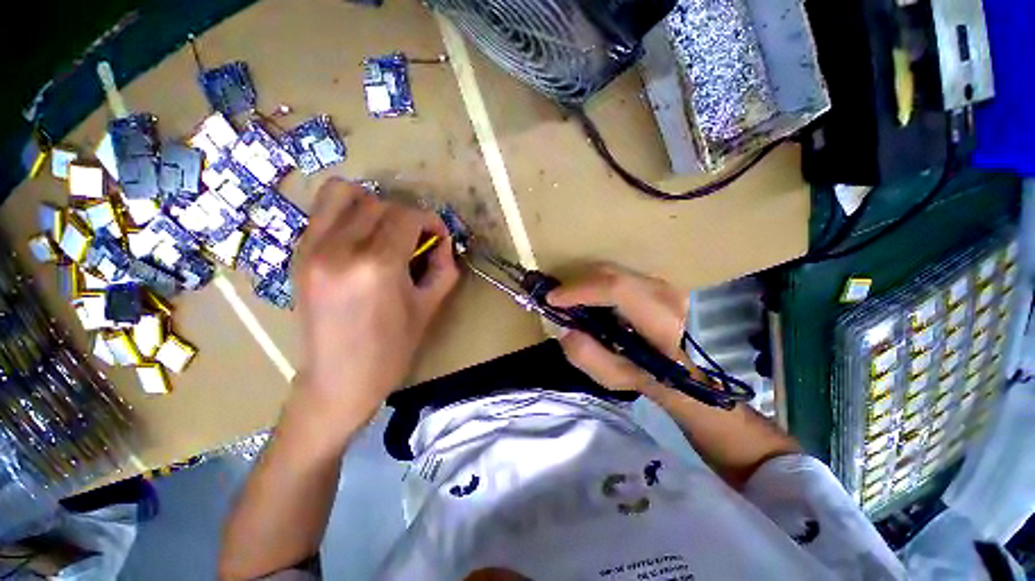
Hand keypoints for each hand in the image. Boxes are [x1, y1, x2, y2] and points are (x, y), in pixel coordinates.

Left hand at [293, 179, 459, 428]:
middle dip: (406, 216)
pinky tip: (361, 237)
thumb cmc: (391, 349)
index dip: (430, 220)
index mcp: (377, 266)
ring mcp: (311, 248)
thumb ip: (444, 267)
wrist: (338, 379)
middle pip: (380, 203)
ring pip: (344, 193)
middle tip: (416, 240)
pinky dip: (347, 211)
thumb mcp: (429, 307)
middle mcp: (339, 249)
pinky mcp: (298, 254)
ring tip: (385, 231)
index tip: (438, 237)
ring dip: (373, 205)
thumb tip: (443, 241)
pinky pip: (323, 210)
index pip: (407, 216)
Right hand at [547, 263, 699, 395]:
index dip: (579, 290)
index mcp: (662, 321)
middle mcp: (666, 293)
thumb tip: (564, 329)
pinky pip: (619, 276)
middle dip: (577, 284)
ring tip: (571, 303)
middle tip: (557, 301)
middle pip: (611, 274)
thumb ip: (588, 357)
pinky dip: (598, 285)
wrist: (696, 369)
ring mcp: (664, 283)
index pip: (617, 289)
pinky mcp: (659, 282)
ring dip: (587, 284)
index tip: (552, 299)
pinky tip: (590, 301)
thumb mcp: (619, 379)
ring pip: (614, 272)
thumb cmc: (657, 380)